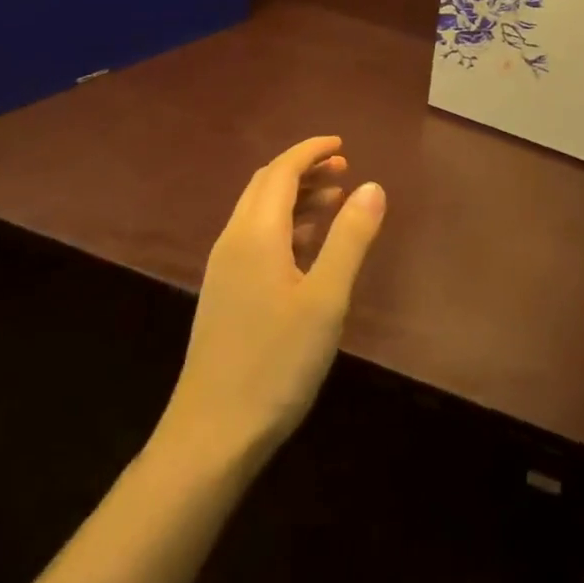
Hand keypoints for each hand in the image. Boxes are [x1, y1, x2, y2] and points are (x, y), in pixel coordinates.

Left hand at [160, 136, 385, 465]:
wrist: (210, 438)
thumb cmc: (275, 363)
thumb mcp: (326, 299)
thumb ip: (350, 238)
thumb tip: (373, 185)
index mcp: (256, 233)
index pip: (282, 170)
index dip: (311, 150)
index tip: (342, 145)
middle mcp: (234, 240)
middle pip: (267, 184)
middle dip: (304, 169)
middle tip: (343, 169)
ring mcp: (224, 269)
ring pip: (260, 211)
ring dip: (296, 196)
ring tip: (335, 200)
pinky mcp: (225, 294)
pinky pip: (255, 237)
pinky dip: (285, 224)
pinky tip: (308, 246)